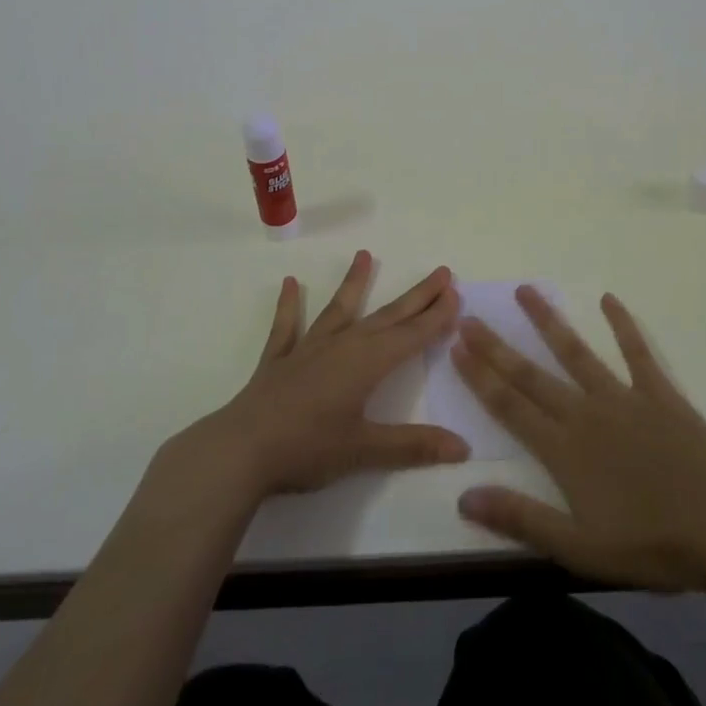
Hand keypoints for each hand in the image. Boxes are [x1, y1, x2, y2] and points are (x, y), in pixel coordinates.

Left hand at [178, 250, 469, 502]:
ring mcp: (308, 349)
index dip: (435, 316)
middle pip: (387, 316)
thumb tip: (463, 447)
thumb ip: (413, 445)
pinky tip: (290, 283)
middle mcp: (342, 346)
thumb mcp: (365, 451)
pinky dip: (290, 305)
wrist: (241, 451)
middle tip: (440, 272)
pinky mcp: (279, 360)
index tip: (455, 293)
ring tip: (365, 254)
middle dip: (416, 296)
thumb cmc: (307, 449)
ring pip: (339, 310)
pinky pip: (287, 326)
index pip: (411, 335)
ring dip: (354, 284)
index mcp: (367, 364)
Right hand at [452, 288, 705, 592]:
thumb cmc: (653, 544)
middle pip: (531, 374)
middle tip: (470, 316)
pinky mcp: (659, 393)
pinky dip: (622, 324)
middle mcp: (585, 414)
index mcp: (563, 450)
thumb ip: (522, 519)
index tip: (457, 347)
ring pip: (576, 352)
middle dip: (497, 346)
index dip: (480, 376)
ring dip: (548, 321)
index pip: (509, 406)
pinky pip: (637, 352)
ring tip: (525, 291)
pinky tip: (609, 300)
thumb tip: (464, 497)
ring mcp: (623, 397)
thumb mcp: (580, 549)